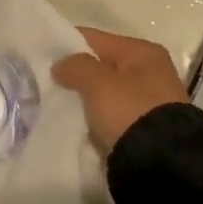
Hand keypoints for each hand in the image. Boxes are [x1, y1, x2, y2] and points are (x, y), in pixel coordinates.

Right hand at [51, 27, 189, 157]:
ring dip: (85, 97)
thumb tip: (61, 65)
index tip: (41, 56)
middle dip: (76, 74)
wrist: (161, 164)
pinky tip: (77, 122)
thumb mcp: (99, 83)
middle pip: (101, 65)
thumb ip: (76, 66)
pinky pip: (111, 114)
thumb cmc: (130, 112)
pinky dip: (95, 117)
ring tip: (57, 103)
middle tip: (47, 82)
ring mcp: (148, 101)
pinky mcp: (143, 127)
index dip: (67, 44)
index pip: (96, 39)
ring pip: (105, 92)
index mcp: (144, 52)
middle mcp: (150, 71)